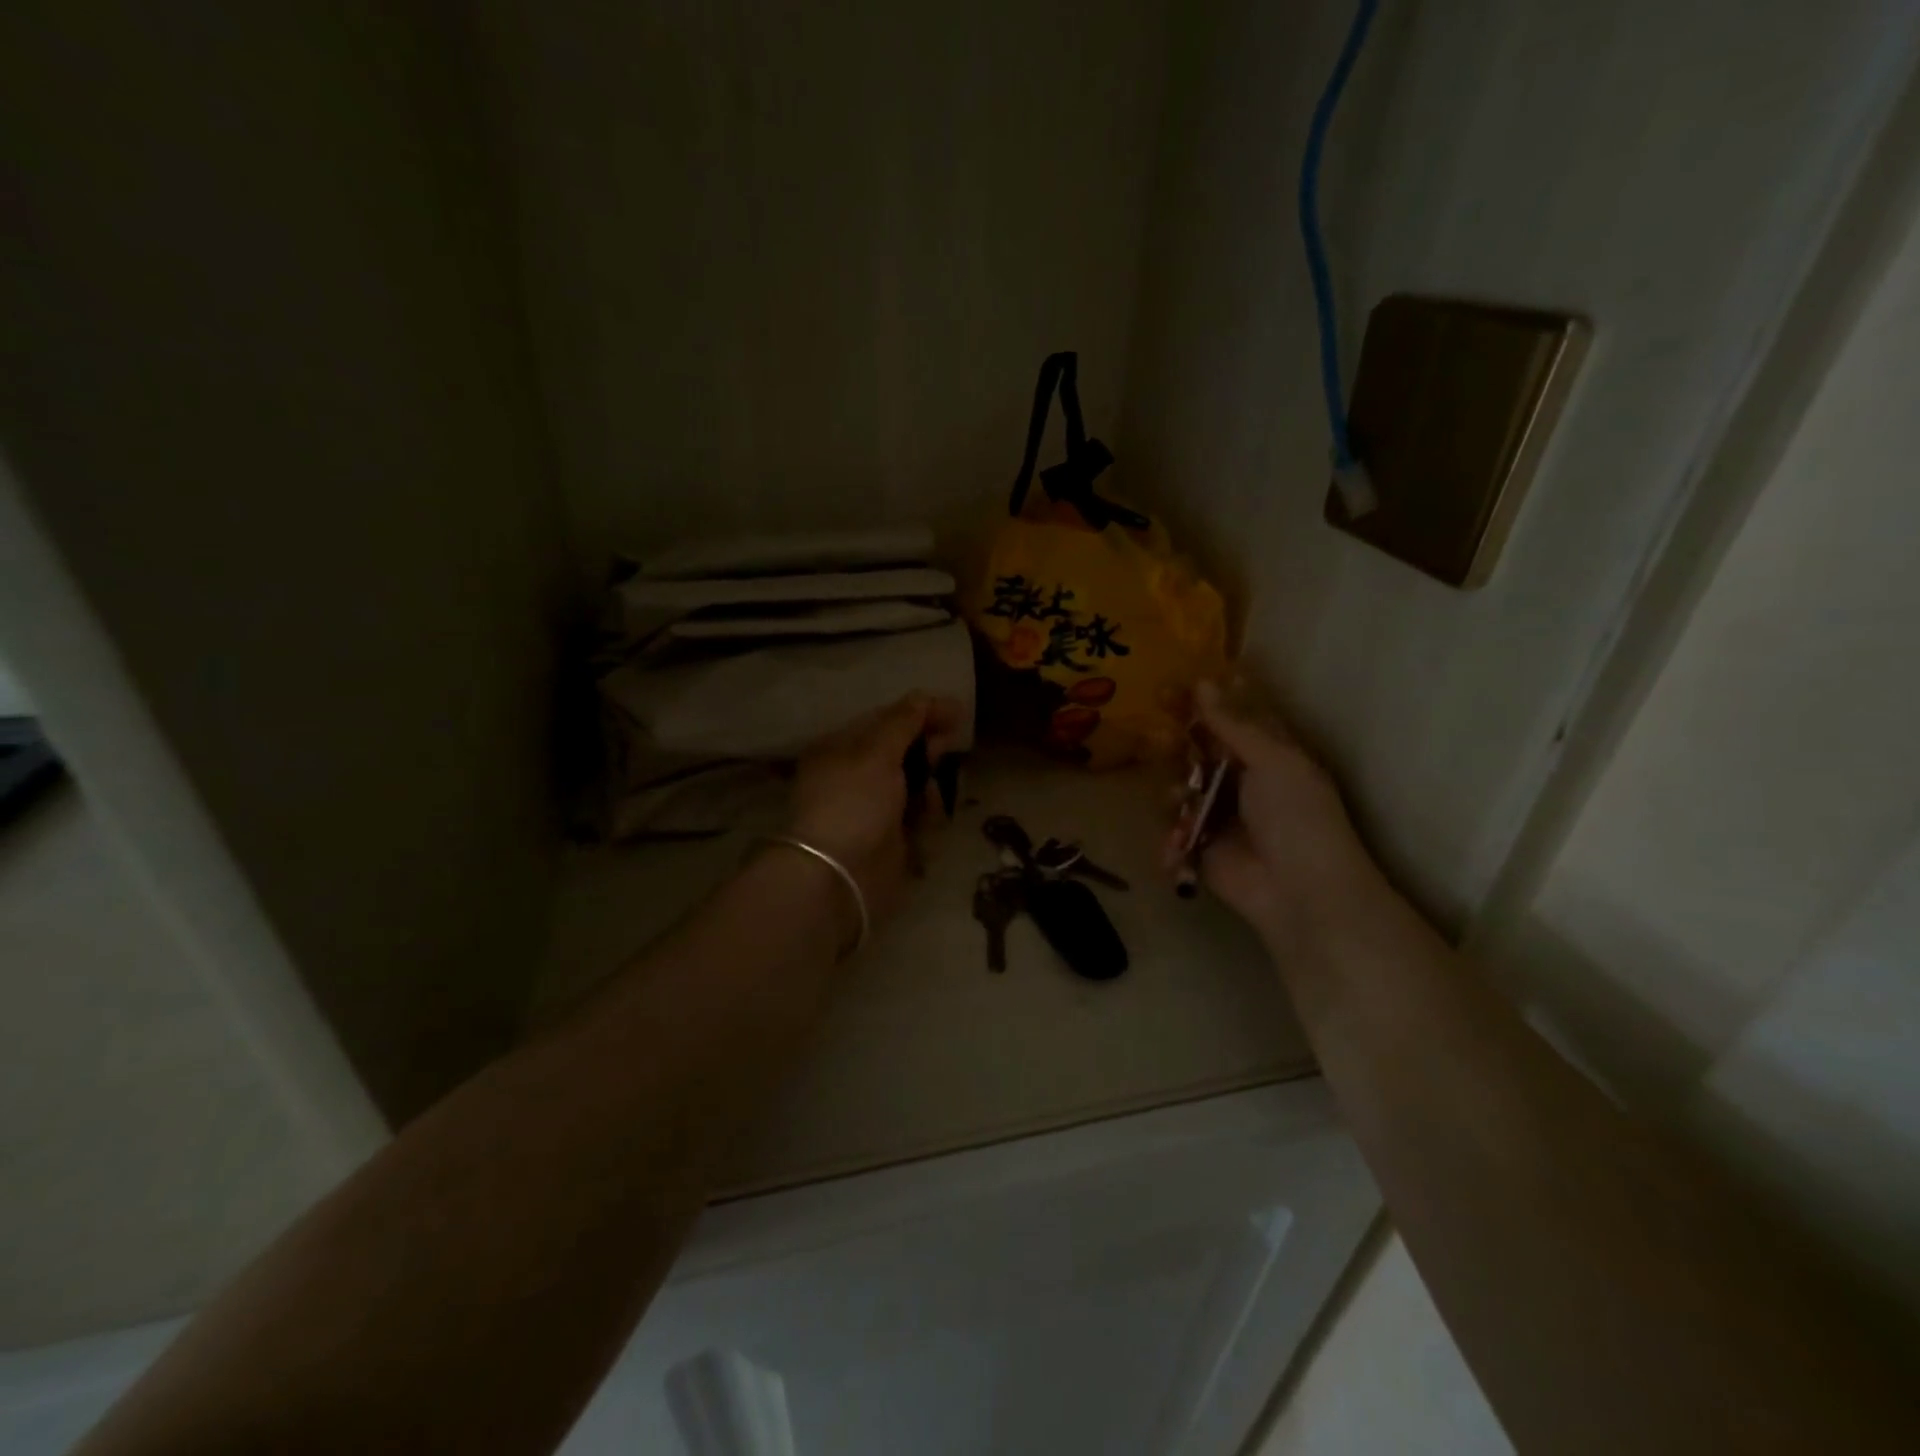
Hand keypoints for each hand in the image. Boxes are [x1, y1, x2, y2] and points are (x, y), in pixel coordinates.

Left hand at [787, 692, 966, 930]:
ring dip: (929, 783)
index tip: (956, 711)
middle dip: (927, 747)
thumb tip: (923, 696)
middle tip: (949, 744)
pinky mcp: (890, 839)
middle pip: (901, 751)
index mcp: (841, 749)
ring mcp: (872, 809)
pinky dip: (926, 814)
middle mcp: (855, 775)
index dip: (919, 712)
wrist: (839, 876)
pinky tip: (926, 820)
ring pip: (914, 783)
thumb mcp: (876, 753)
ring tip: (929, 793)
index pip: (884, 720)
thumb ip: (903, 722)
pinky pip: (917, 816)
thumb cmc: (853, 803)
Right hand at [1170, 682, 1382, 950]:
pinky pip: (1173, 832)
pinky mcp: (1201, 848)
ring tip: (1181, 803)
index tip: (1171, 688)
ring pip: (1179, 789)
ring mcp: (1219, 815)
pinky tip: (1180, 845)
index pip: (1230, 717)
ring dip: (1174, 794)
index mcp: (1267, 753)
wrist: (1300, 891)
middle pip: (1197, 751)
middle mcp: (1241, 780)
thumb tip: (1203, 682)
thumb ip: (1233, 723)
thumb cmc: (1297, 816)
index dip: (1202, 702)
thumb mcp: (1272, 759)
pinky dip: (1173, 839)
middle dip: (1175, 744)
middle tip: (1159, 738)